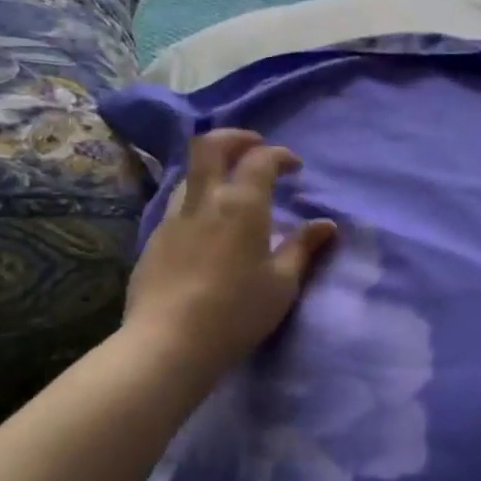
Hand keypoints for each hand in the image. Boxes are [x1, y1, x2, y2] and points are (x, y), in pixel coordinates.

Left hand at [125, 129, 337, 370]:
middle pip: (211, 145)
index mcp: (241, 205)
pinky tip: (208, 226)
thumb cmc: (236, 312)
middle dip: (236, 137)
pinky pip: (178, 204)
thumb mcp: (282, 284)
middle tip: (255, 147)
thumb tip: (326, 225)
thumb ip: (303, 248)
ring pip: (190, 173)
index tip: (294, 167)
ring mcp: (173, 218)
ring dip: (214, 168)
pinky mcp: (154, 240)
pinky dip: (198, 199)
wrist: (168, 343)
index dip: (280, 155)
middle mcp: (204, 200)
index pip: (260, 159)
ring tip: (231, 187)